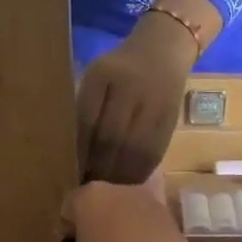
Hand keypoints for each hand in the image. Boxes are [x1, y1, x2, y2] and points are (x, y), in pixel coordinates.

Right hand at [60, 180, 213, 241]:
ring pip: (129, 215)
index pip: (70, 207)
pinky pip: (151, 229)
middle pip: (103, 205)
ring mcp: (154, 205)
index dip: (67, 230)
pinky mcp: (177, 224)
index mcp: (91, 198)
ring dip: (123, 232)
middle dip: (96, 226)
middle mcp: (123, 191)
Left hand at [75, 23, 195, 183]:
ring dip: (120, 176)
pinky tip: (129, 182)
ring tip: (108, 191)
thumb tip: (73, 157)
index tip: (71, 173)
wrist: (164, 50)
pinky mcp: (171, 119)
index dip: (79, 152)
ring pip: (134, 150)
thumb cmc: (119, 69)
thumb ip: (85, 110)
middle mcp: (131, 87)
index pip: (87, 121)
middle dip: (98, 168)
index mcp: (103, 74)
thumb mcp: (96, 78)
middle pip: (111, 138)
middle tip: (88, 188)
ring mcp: (154, 103)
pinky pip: (154, 153)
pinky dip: (140, 172)